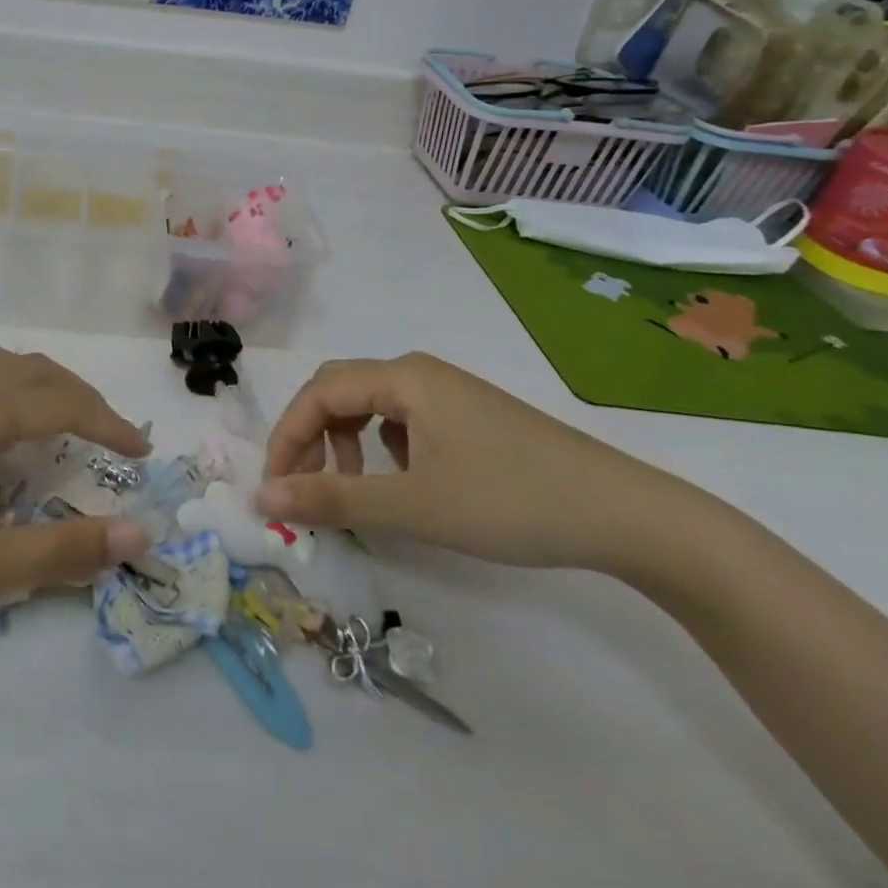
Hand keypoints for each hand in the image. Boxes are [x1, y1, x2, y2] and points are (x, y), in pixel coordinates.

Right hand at [254, 353, 691, 572]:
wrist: (625, 515)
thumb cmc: (510, 502)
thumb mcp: (412, 506)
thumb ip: (332, 498)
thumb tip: (262, 497)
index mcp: (403, 377)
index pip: (317, 394)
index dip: (286, 439)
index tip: (275, 491)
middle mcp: (419, 372)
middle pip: (339, 392)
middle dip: (310, 438)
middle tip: (303, 488)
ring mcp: (447, 393)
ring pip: (369, 406)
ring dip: (344, 444)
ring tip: (354, 490)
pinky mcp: (467, 417)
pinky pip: (401, 420)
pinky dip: (380, 448)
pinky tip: (402, 482)